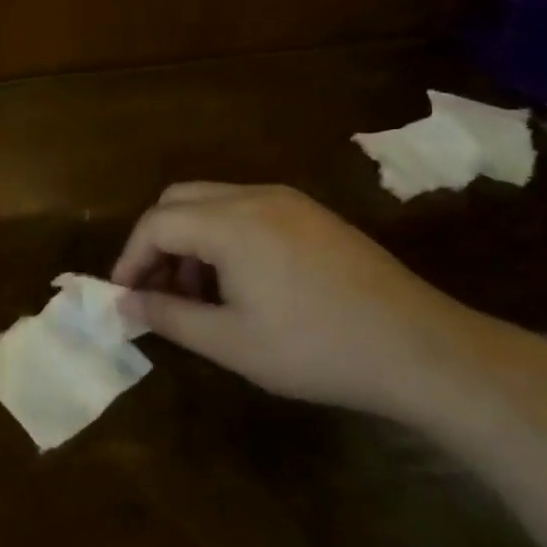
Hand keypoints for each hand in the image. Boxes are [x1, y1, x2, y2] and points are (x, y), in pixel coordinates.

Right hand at [113, 184, 494, 421]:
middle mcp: (255, 196)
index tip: (123, 297)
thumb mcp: (230, 342)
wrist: (422, 350)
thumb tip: (124, 303)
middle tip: (157, 291)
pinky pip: (246, 211)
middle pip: (179, 200)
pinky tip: (240, 284)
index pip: (156, 223)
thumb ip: (168, 316)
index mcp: (231, 222)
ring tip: (199, 297)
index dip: (130, 258)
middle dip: (157, 243)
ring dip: (190, 241)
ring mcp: (288, 201)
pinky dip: (223, 237)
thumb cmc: (316, 349)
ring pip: (212, 203)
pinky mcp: (312, 215)